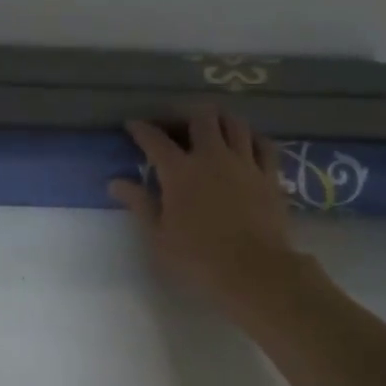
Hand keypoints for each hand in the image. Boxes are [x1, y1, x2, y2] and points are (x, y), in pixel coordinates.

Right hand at [109, 106, 299, 313]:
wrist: (254, 271)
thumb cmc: (198, 259)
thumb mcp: (158, 236)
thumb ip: (139, 204)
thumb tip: (116, 182)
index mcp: (179, 171)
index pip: (155, 139)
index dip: (141, 128)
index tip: (132, 125)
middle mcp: (212, 157)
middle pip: (200, 117)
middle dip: (184, 114)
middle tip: (174, 125)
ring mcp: (244, 163)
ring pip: (234, 122)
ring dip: (219, 120)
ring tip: (210, 127)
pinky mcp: (269, 175)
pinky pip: (264, 144)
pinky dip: (251, 138)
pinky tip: (246, 143)